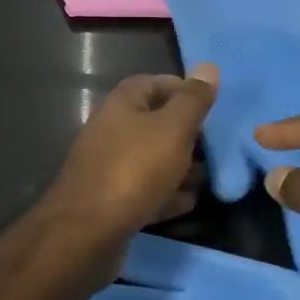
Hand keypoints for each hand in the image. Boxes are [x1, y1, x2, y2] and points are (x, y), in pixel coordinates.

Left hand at [47, 65, 217, 236]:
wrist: (86, 233)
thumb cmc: (134, 170)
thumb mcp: (173, 128)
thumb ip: (193, 100)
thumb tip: (209, 67)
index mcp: (122, 105)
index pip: (154, 82)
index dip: (183, 89)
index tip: (210, 105)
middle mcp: (111, 131)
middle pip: (155, 123)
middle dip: (187, 134)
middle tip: (213, 146)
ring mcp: (109, 168)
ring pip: (152, 159)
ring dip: (180, 168)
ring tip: (206, 178)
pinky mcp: (111, 201)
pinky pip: (145, 190)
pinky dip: (166, 194)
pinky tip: (186, 203)